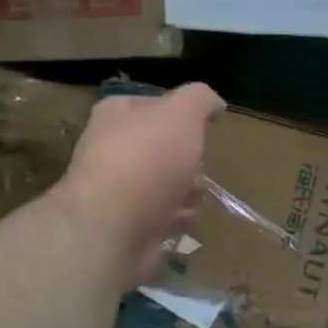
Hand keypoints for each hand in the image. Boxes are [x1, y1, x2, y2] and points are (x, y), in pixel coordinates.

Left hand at [56, 84, 225, 286]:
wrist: (114, 227)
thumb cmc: (148, 160)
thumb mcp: (182, 114)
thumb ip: (200, 99)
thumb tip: (214, 104)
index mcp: (117, 115)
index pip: (153, 103)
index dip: (182, 113)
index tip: (206, 126)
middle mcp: (112, 148)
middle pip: (163, 147)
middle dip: (189, 158)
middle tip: (199, 165)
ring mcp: (118, 189)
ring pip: (166, 183)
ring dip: (188, 190)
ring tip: (194, 196)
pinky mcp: (128, 224)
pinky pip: (163, 216)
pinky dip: (178, 218)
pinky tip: (184, 219)